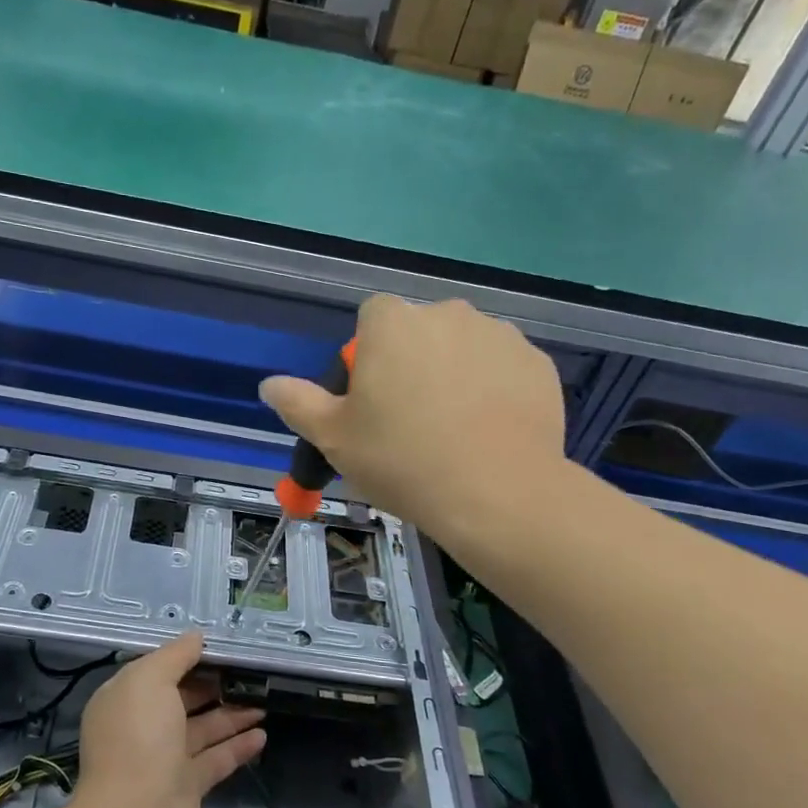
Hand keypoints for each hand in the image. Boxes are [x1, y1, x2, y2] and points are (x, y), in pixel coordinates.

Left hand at [75, 631, 265, 807]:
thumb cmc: (139, 737)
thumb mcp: (150, 680)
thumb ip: (175, 655)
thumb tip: (196, 636)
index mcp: (125, 699)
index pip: (157, 672)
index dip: (185, 658)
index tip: (219, 648)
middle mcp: (142, 727)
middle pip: (181, 699)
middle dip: (212, 686)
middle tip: (248, 672)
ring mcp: (164, 759)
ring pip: (202, 729)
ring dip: (231, 715)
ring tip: (263, 700)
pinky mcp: (187, 787)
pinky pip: (216, 760)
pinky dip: (238, 746)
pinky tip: (262, 734)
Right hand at [259, 294, 567, 537]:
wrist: (496, 495)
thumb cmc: (402, 460)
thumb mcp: (334, 438)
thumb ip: (298, 402)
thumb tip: (269, 384)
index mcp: (393, 322)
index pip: (372, 318)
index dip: (367, 357)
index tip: (372, 400)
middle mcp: (448, 313)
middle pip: (419, 330)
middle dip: (412, 362)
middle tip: (410, 420)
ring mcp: (500, 335)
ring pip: (463, 347)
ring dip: (454, 372)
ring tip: (454, 430)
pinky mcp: (538, 363)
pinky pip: (502, 368)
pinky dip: (494, 389)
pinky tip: (489, 432)